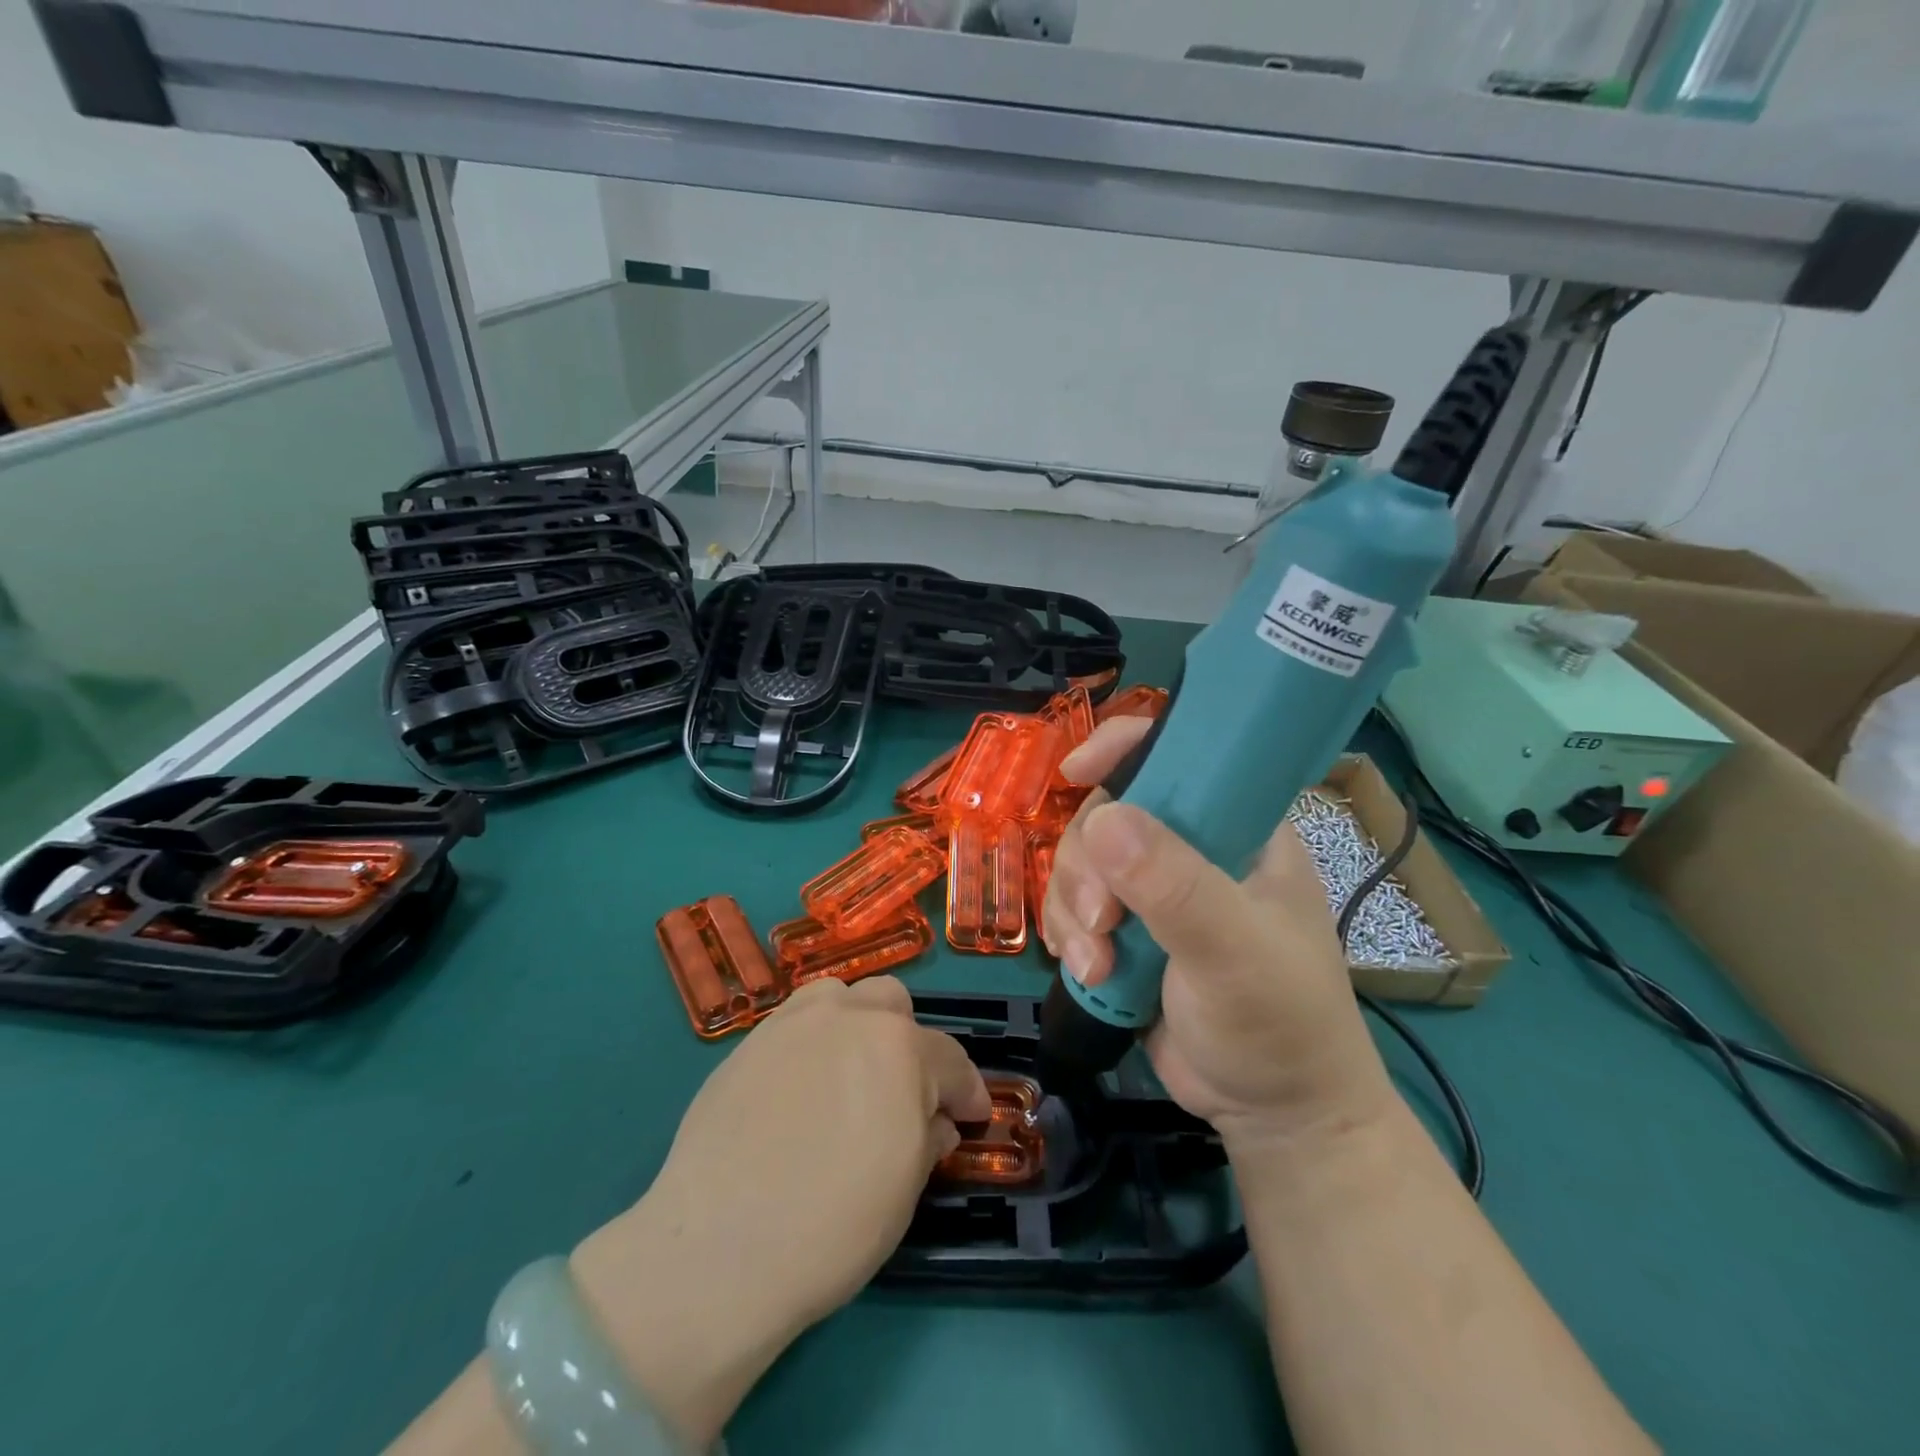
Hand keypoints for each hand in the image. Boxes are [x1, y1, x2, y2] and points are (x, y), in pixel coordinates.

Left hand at [570, 977, 989, 1446]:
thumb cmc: (832, 1226)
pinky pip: (793, 1024)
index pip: (950, 1060)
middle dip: (908, 1041)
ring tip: (847, 1074)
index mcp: (900, 1049)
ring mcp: (792, 1024)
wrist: (719, 1247)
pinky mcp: (747, 1044)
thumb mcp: (904, 1191)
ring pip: (839, 997)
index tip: (972, 1116)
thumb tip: (936, 1121)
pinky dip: (810, 1044)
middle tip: (903, 1091)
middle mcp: (849, 1018)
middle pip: (892, 1003)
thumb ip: (928, 1139)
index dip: (968, 1091)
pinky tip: (799, 1090)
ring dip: (856, 1025)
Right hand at [1041, 719, 1395, 1150]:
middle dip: (1087, 866)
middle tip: (1103, 921)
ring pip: (1083, 863)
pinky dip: (1070, 935)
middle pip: (1109, 813)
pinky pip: (1076, 907)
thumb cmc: (1281, 1024)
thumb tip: (1102, 819)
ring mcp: (1157, 891)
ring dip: (1074, 910)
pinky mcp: (1129, 931)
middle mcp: (1194, 847)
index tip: (1075, 771)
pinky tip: (1088, 972)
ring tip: (1096, 964)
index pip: (1182, 755)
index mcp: (1241, 828)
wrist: (1276, 1115)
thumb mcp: (1234, 952)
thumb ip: (1175, 887)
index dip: (1124, 747)